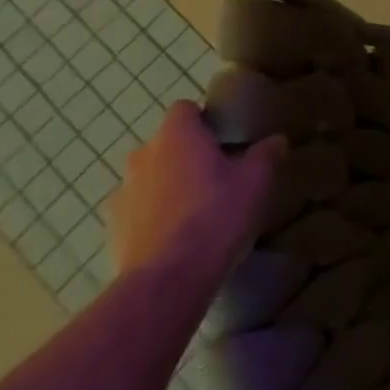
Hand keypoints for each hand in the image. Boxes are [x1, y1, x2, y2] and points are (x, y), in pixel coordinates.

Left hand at [110, 101, 284, 290]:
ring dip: (169, 186)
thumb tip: (276, 140)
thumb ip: (266, 154)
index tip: (225, 138)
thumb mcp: (257, 181)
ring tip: (198, 211)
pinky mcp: (113, 230)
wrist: (167, 280)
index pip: (185, 109)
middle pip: (166, 144)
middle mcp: (142, 157)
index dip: (205, 119)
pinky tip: (179, 238)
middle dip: (187, 155)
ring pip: (150, 178)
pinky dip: (155, 217)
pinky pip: (139, 212)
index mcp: (176, 136)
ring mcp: (122, 194)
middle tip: (218, 175)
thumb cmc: (216, 215)